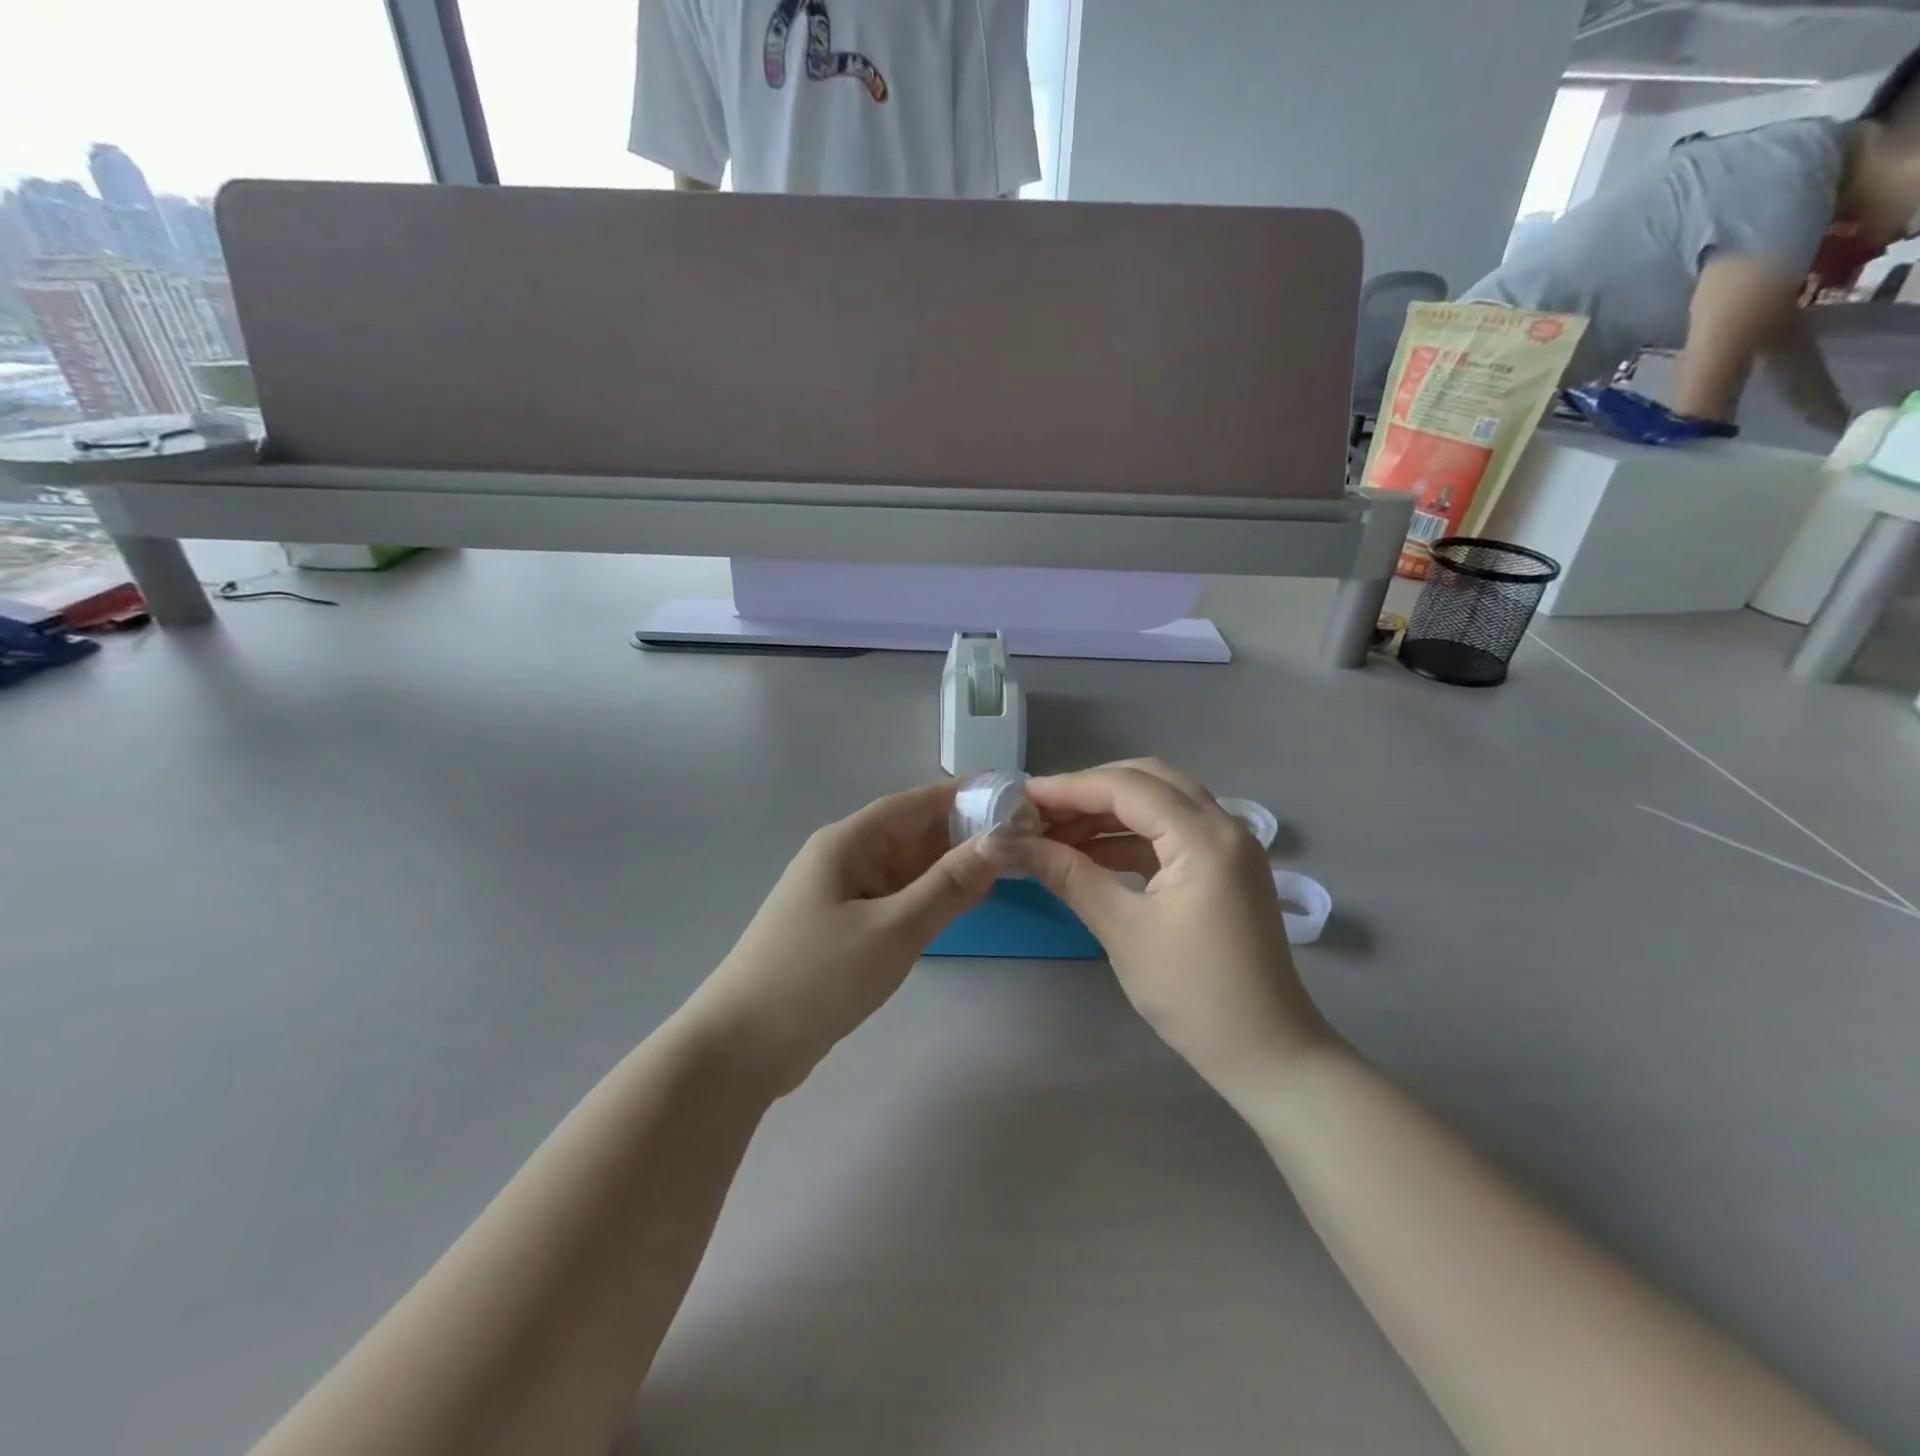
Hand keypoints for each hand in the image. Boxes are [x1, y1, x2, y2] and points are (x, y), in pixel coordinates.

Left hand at [686, 780, 998, 1095]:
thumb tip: (998, 843)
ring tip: (1003, 868)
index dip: (962, 795)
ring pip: (904, 868)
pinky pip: (894, 898)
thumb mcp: (892, 930)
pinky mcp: (842, 928)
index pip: (913, 803)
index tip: (1011, 795)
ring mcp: (840, 894)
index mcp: (847, 842)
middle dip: (961, 833)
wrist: (740, 1047)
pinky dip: (927, 897)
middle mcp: (843, 858)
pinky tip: (960, 905)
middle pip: (910, 833)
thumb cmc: (816, 977)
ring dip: (947, 867)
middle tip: (1021, 839)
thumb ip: (947, 887)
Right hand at [1000, 760, 1333, 1089]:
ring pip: (1160, 803)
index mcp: (1204, 837)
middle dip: (1089, 791)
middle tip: (1038, 813)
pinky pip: (1170, 833)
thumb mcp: (1122, 929)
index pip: (1127, 787)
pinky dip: (1129, 837)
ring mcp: (1229, 846)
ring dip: (1108, 813)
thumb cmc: (1194, 993)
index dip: (1069, 788)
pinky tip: (1089, 854)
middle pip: (1147, 780)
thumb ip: (1068, 875)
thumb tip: (1010, 844)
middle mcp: (1224, 826)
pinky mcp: (1224, 868)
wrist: (1267, 1053)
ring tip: (1054, 834)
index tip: (1019, 799)